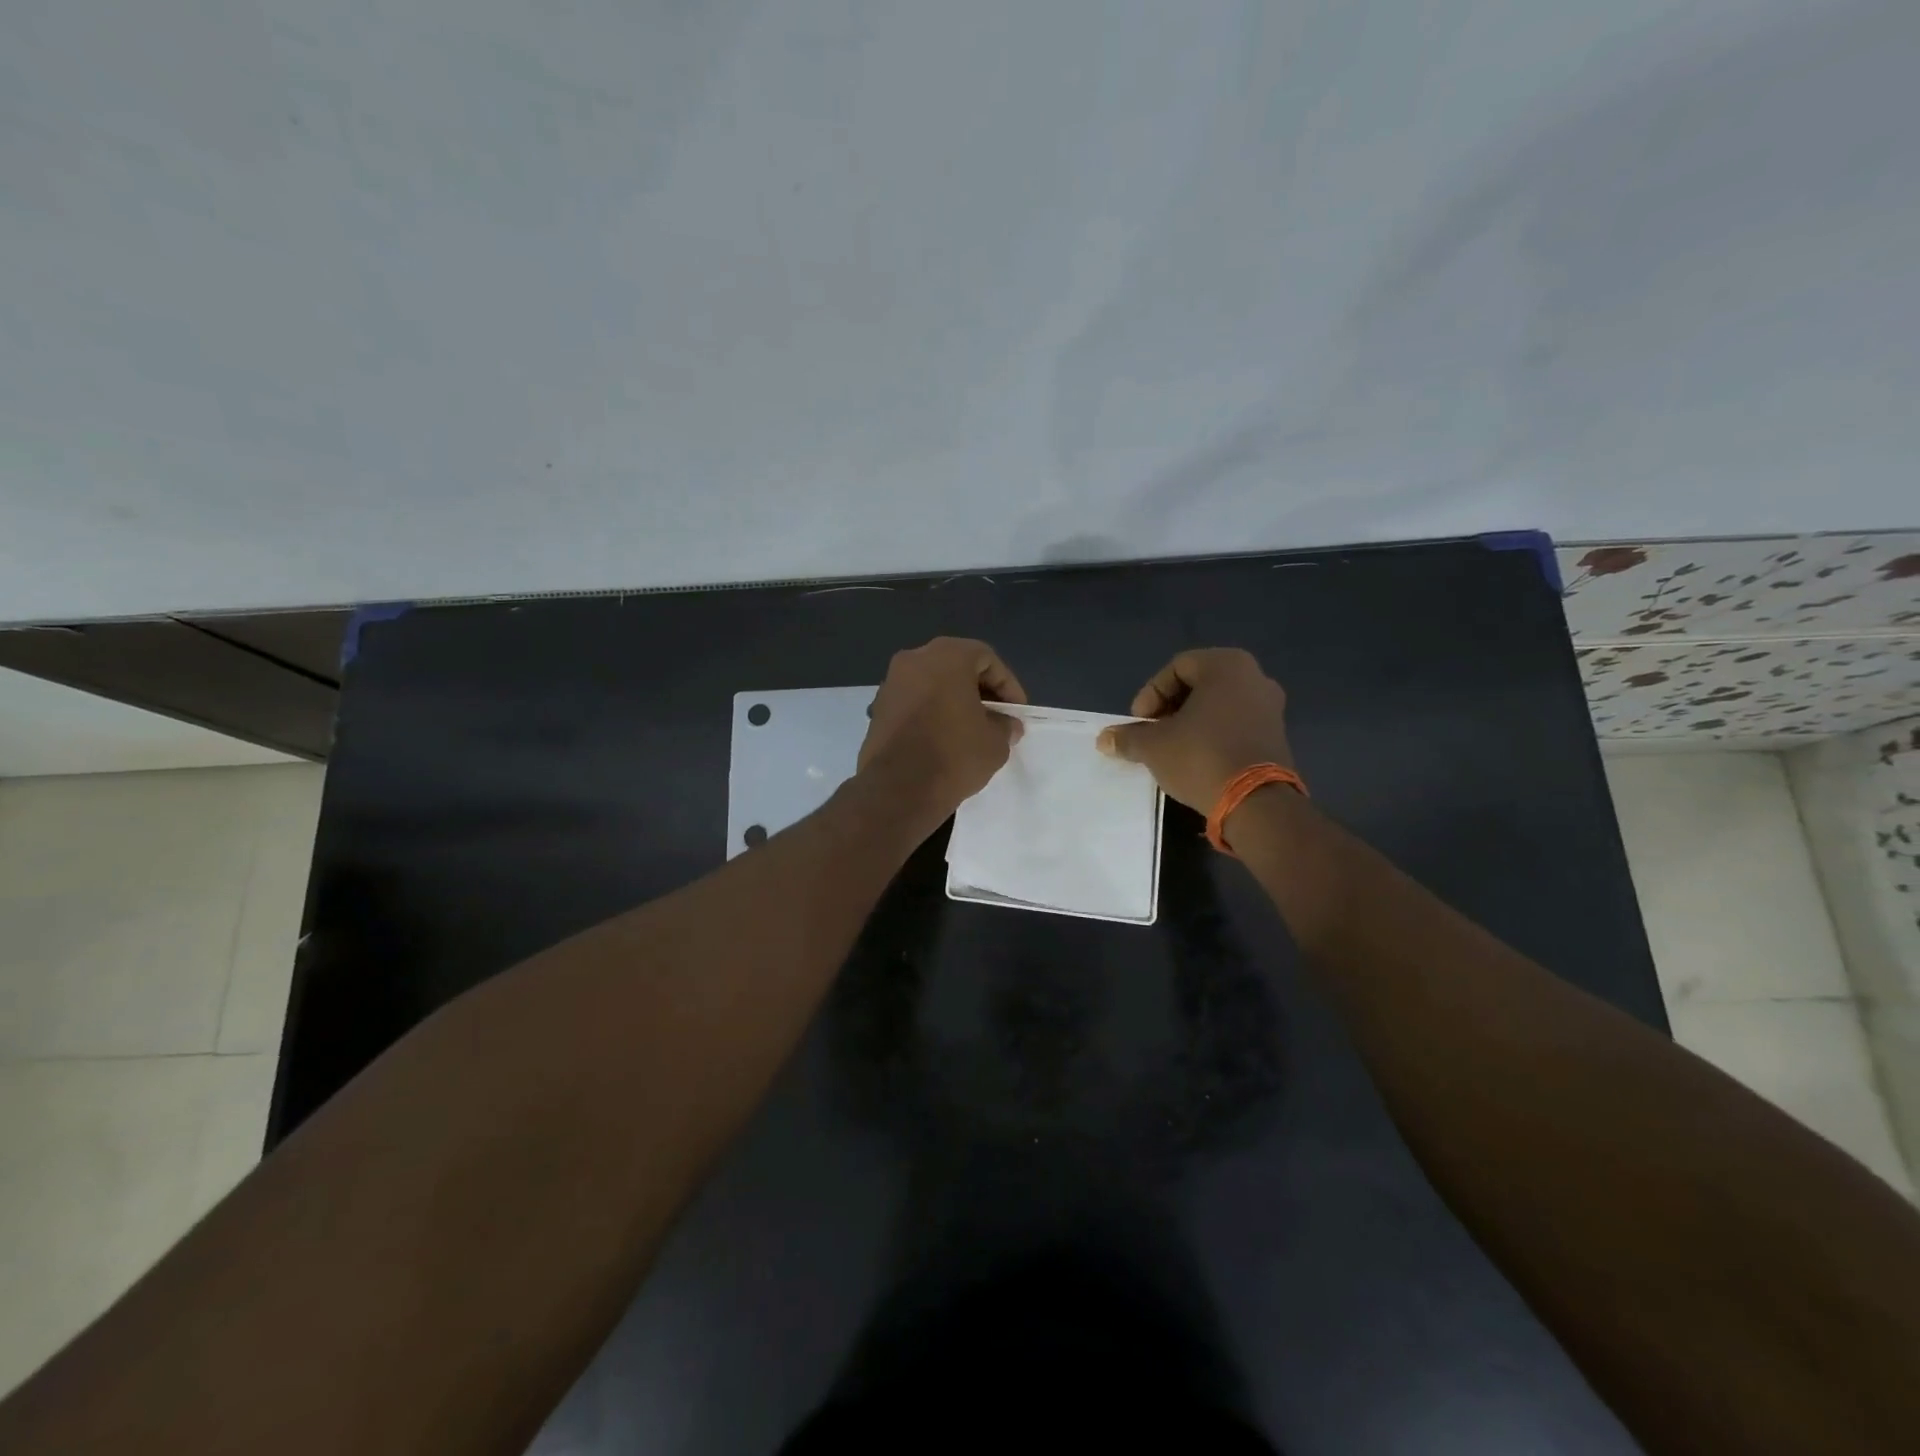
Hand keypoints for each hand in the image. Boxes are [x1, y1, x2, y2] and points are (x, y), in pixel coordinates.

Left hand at [857, 637, 1026, 821]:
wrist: (898, 789)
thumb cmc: (954, 755)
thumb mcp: (995, 742)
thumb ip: (1005, 725)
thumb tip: (1006, 725)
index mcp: (947, 656)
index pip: (987, 659)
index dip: (1007, 685)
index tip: (1015, 712)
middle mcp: (914, 659)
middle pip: (956, 666)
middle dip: (979, 690)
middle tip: (995, 717)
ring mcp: (891, 683)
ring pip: (932, 683)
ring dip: (953, 700)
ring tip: (969, 729)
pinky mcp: (877, 708)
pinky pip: (913, 701)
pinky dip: (930, 712)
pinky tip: (942, 738)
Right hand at [1096, 648, 1294, 813]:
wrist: (1257, 804)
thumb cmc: (1201, 757)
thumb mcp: (1153, 746)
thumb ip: (1128, 737)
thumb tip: (1104, 739)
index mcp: (1227, 666)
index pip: (1176, 668)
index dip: (1150, 694)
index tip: (1139, 723)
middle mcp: (1255, 678)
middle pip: (1199, 685)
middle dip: (1170, 708)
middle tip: (1152, 733)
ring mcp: (1271, 708)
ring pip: (1218, 706)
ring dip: (1191, 723)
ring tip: (1171, 749)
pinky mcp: (1277, 737)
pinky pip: (1236, 725)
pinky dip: (1213, 736)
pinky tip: (1197, 760)